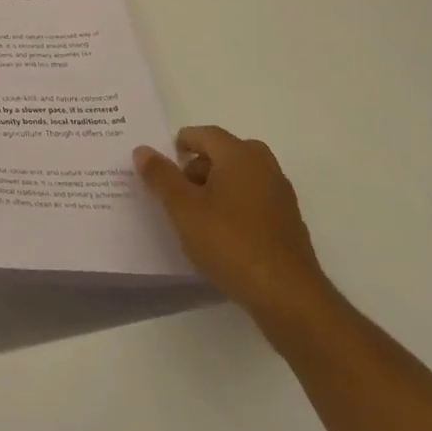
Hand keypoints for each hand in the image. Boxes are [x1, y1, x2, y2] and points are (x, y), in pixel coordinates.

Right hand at [133, 127, 331, 322]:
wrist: (287, 296)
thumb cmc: (229, 243)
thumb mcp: (183, 209)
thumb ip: (161, 176)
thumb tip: (143, 150)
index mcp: (240, 156)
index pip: (206, 134)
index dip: (181, 143)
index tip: (163, 163)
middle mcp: (265, 167)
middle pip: (226, 152)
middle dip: (200, 165)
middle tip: (179, 188)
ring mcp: (281, 196)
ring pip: (243, 176)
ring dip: (218, 185)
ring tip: (196, 214)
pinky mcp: (288, 223)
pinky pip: (255, 200)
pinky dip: (236, 205)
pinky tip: (222, 233)